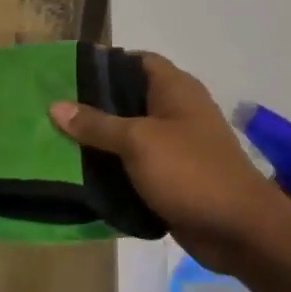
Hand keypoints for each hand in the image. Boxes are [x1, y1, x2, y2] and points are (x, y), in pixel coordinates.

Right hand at [50, 52, 290, 276]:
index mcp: (175, 90)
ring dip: (97, 141)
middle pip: (127, 99)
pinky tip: (78, 174)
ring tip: (53, 141)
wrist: (239, 230)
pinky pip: (133, 167)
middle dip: (91, 106)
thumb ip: (97, 124)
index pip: (137, 61)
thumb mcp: (138, 142)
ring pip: (127, 136)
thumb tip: (56, 106)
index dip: (104, 63)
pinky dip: (111, 169)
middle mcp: (175, 112)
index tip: (66, 74)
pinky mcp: (170, 178)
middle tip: (50, 111)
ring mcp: (174, 147)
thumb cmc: (191, 172)